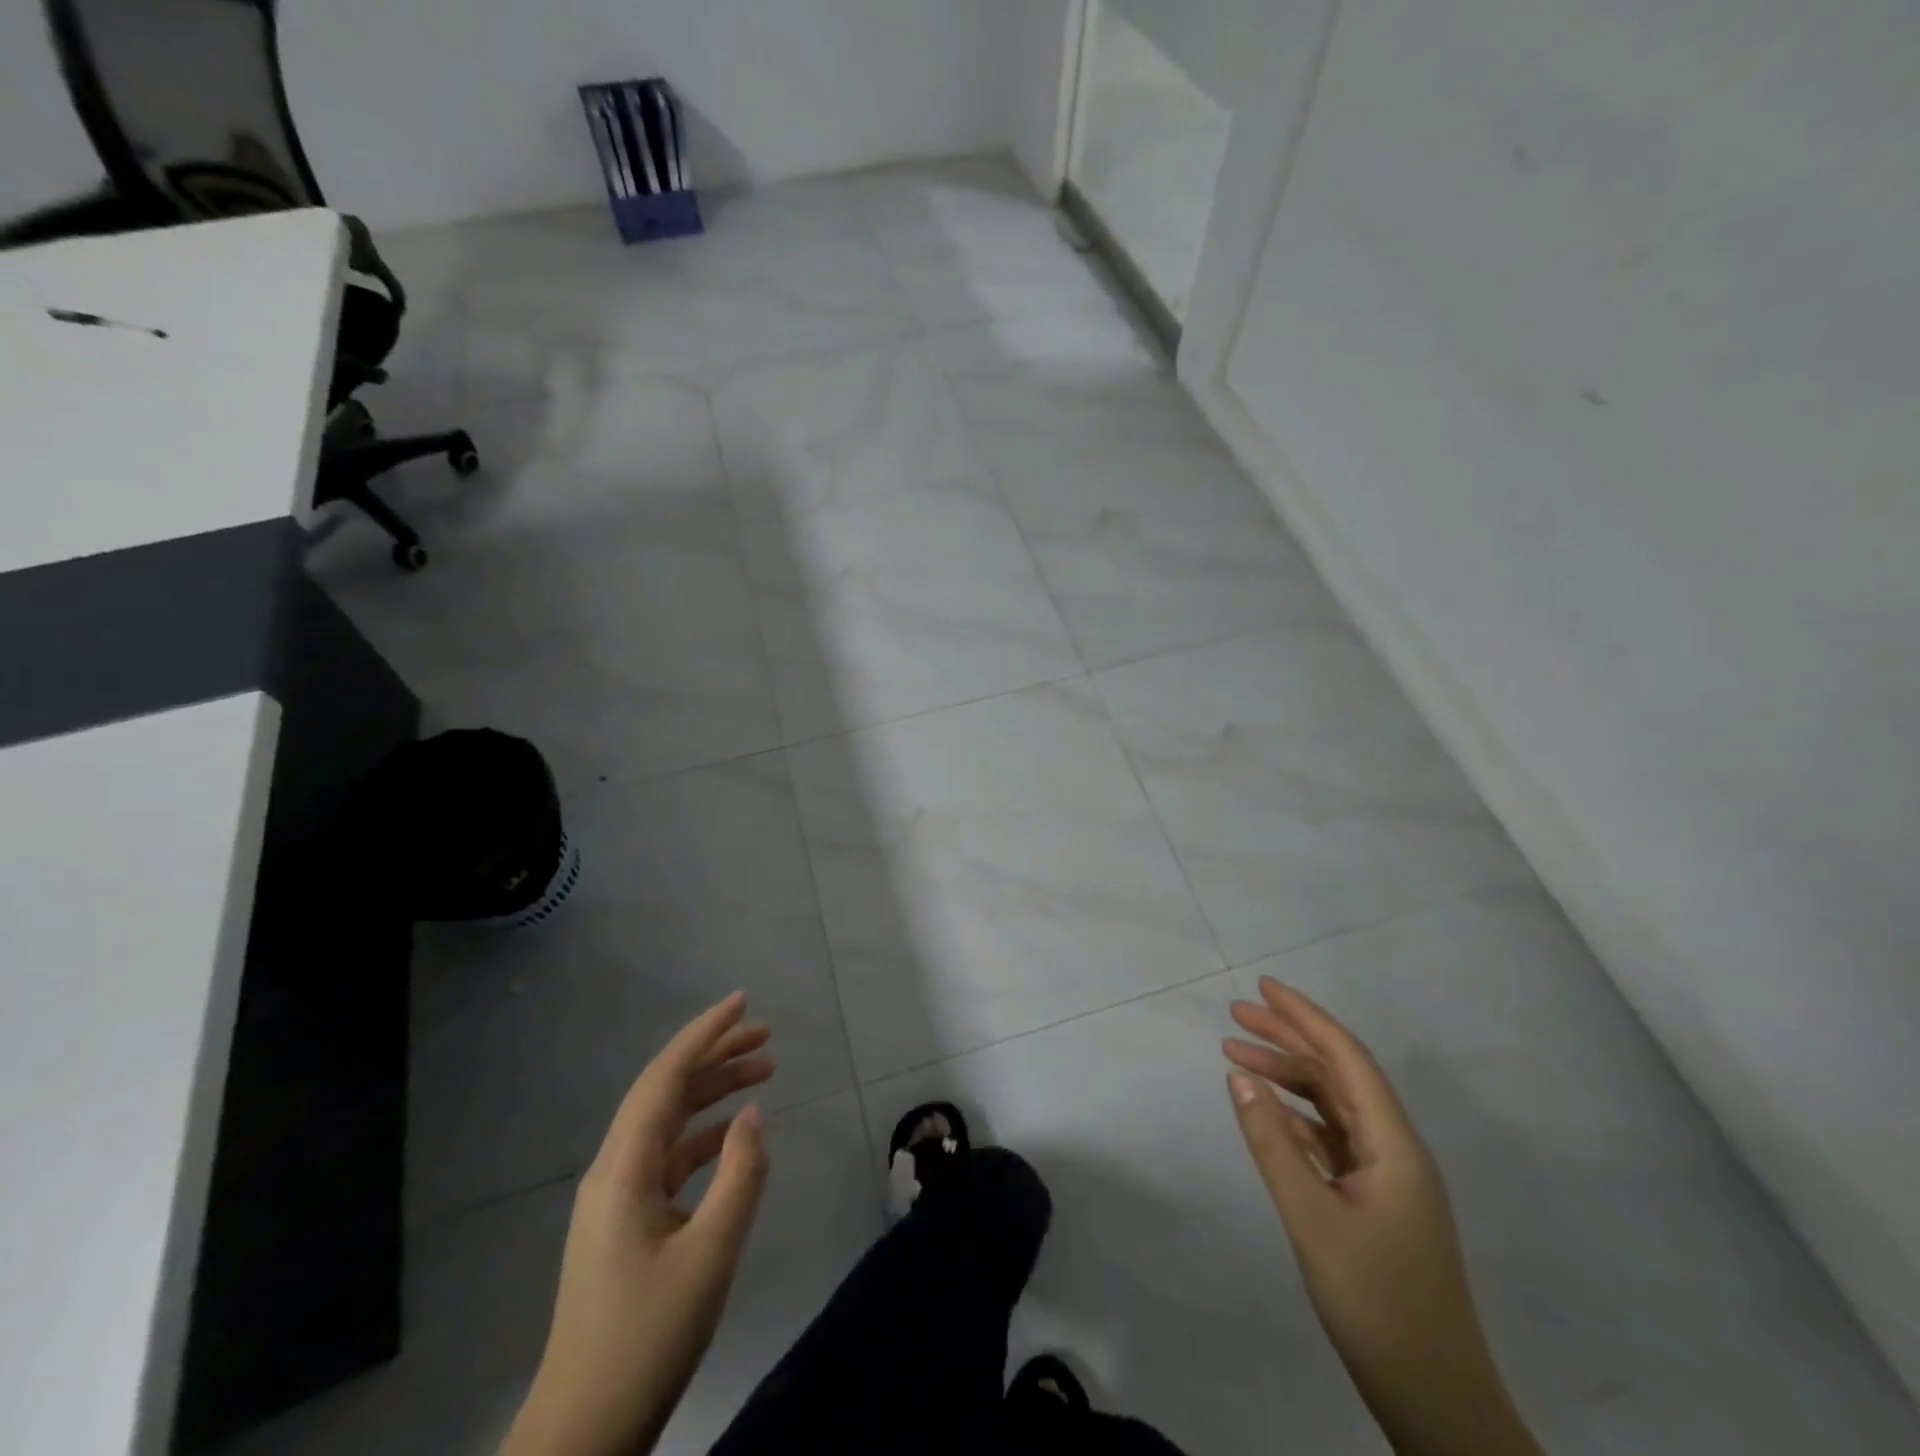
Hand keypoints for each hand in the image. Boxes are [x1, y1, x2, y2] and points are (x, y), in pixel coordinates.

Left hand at [502, 993, 773, 1455]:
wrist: (584, 1431)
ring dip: (714, 1094)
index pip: (665, 1078)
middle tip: (767, 1036)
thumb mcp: (710, 1255)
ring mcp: (617, 1198)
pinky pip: (669, 1158)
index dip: (704, 1034)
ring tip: (765, 1072)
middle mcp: (614, 1171)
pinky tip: (736, 1135)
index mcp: (622, 1169)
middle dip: (715, 1056)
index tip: (742, 1002)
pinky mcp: (627, 1223)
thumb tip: (754, 1115)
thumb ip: (740, 1175)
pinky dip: (705, 1136)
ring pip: (670, 1123)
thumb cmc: (647, 1337)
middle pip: (666, 1092)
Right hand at [1224, 977, 1539, 1455]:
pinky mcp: (1375, 1201)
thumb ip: (1273, 1143)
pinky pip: (1331, 1138)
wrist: (1435, 1399)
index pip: (1347, 1058)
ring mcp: (1387, 1176)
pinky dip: (1295, 1116)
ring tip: (1235, 1055)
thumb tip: (1238, 1077)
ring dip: (1287, 1076)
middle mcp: (1395, 1148)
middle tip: (1236, 1015)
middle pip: (1339, 1074)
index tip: (1263, 988)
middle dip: (1289, 1038)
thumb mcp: (1313, 1219)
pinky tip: (1265, 1111)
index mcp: (1394, 1144)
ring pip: (1332, 1105)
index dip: (1305, 1017)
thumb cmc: (1377, 1303)